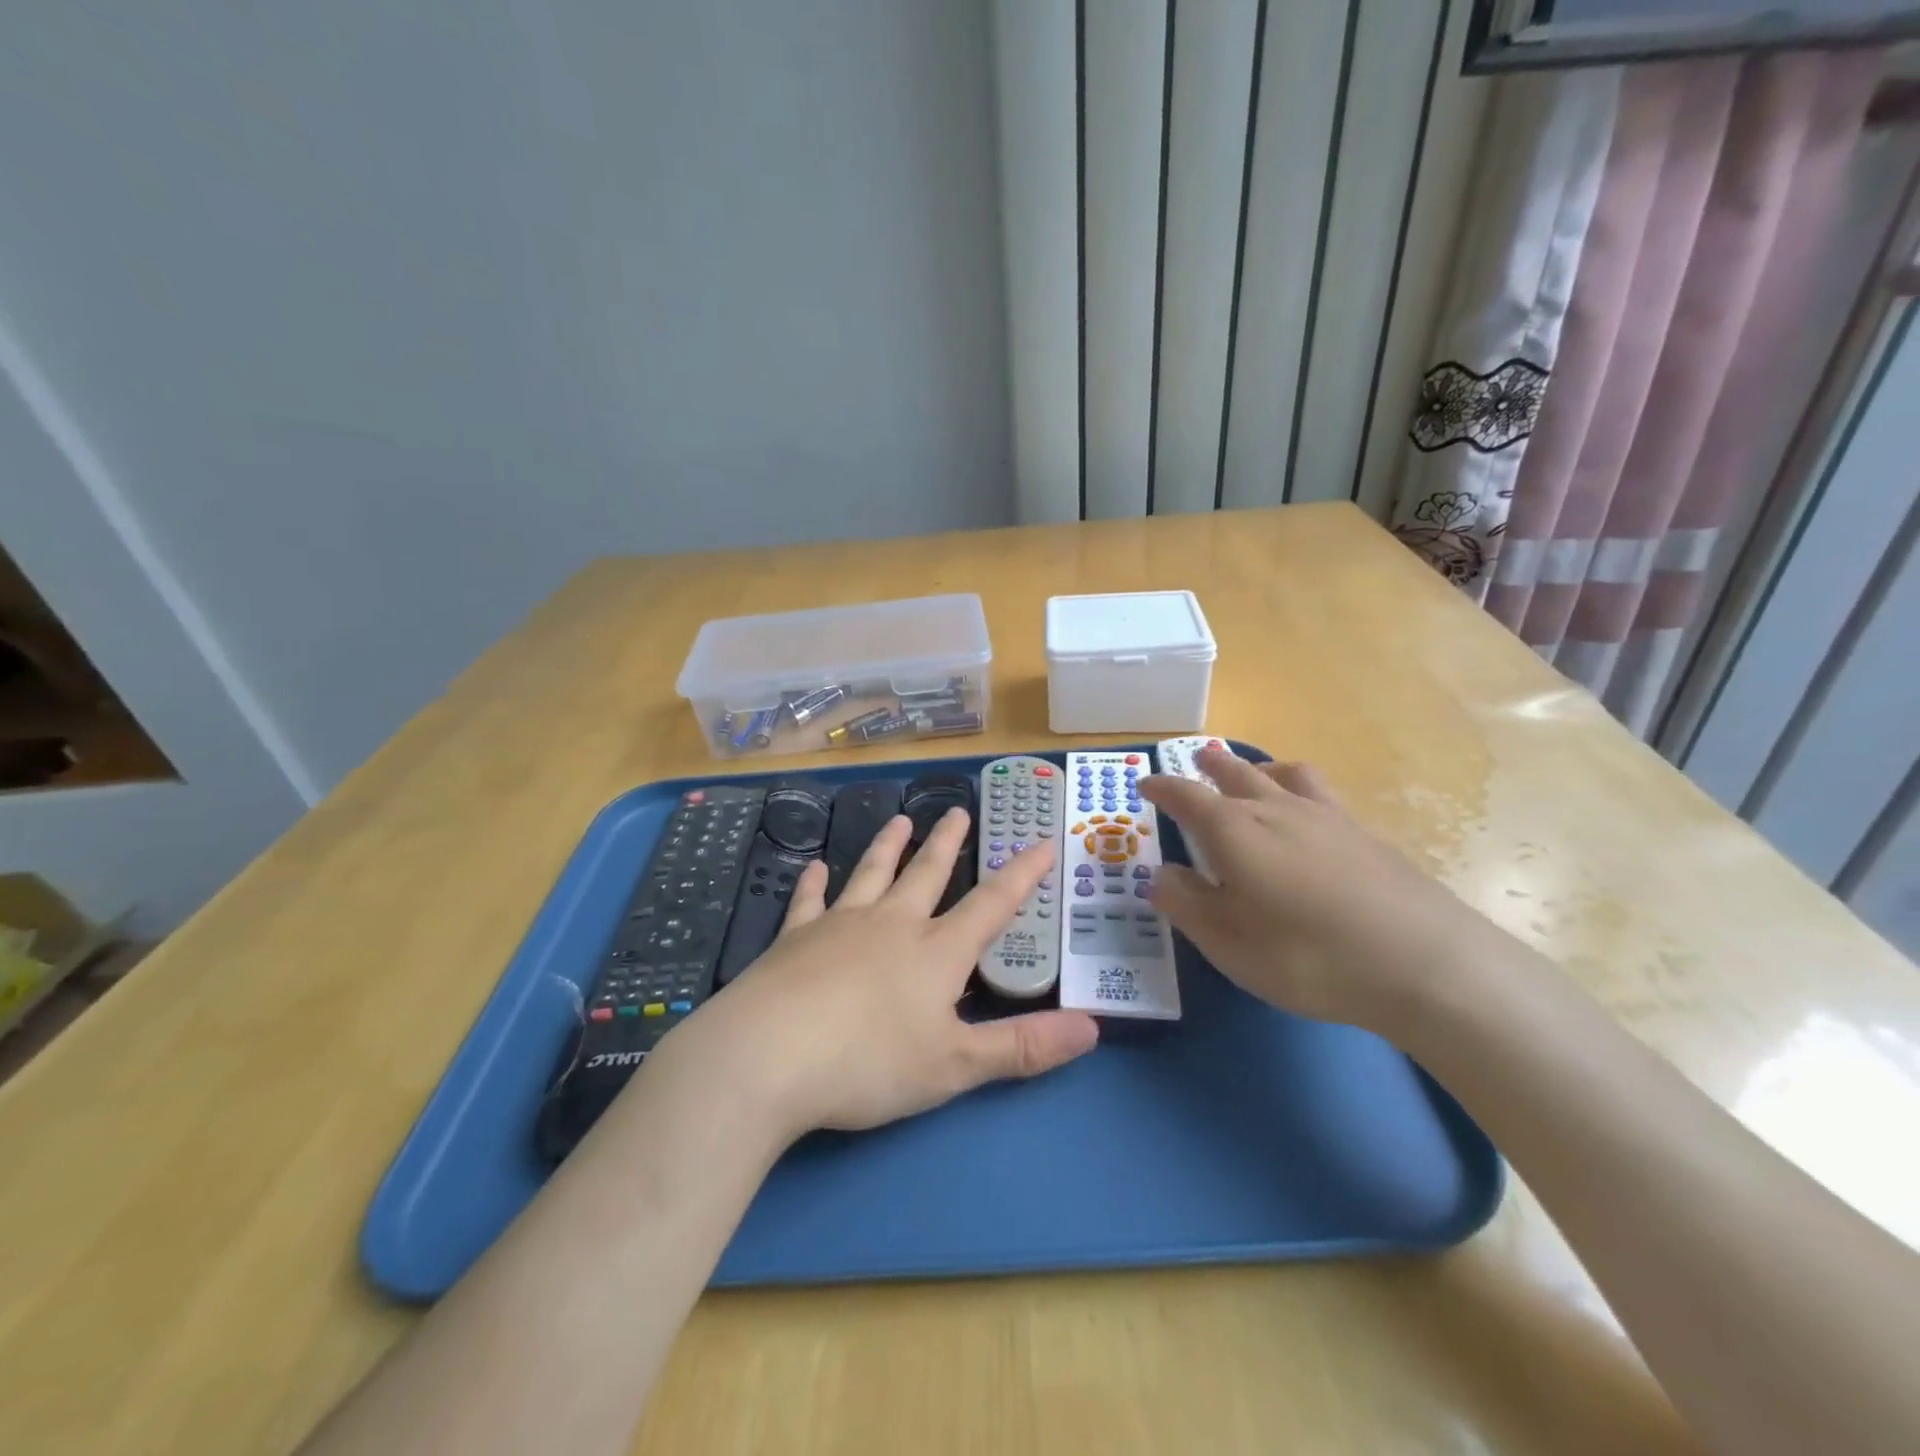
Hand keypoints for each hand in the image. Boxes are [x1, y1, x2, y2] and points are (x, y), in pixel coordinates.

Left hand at [666, 811, 1098, 1144]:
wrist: (768, 1056)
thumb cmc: (869, 1063)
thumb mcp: (956, 1065)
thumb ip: (1023, 1047)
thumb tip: (1092, 1029)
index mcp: (936, 952)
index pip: (992, 905)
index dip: (1022, 874)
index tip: (1041, 841)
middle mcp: (892, 924)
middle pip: (927, 873)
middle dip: (947, 843)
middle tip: (957, 811)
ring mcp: (840, 926)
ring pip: (871, 873)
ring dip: (888, 846)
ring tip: (901, 820)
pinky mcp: (794, 939)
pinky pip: (808, 902)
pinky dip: (813, 883)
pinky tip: (814, 868)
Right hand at [1138, 750, 1498, 1036]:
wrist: (1425, 963)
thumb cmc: (1307, 956)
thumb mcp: (1228, 943)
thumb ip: (1187, 905)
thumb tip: (1160, 875)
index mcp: (1234, 831)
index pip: (1186, 797)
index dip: (1163, 788)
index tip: (1146, 784)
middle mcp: (1276, 810)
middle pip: (1237, 774)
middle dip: (1211, 765)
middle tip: (1198, 758)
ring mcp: (1326, 818)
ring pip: (1285, 775)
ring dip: (1259, 767)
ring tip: (1253, 772)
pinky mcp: (1365, 835)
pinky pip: (1321, 794)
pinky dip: (1299, 790)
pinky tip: (1307, 816)